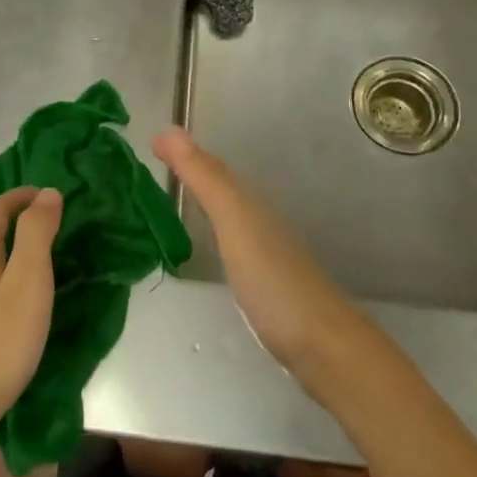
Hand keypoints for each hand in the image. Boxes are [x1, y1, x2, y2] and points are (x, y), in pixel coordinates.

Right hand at [152, 128, 373, 393]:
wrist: (324, 346)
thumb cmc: (273, 281)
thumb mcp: (234, 222)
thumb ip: (204, 178)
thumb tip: (168, 129)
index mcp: (250, 205)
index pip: (213, 168)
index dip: (185, 154)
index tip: (151, 142)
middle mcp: (259, 222)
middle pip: (223, 189)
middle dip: (193, 174)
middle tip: (154, 166)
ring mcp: (266, 255)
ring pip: (230, 216)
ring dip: (204, 203)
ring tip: (171, 202)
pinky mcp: (267, 286)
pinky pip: (234, 245)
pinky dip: (215, 235)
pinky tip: (208, 250)